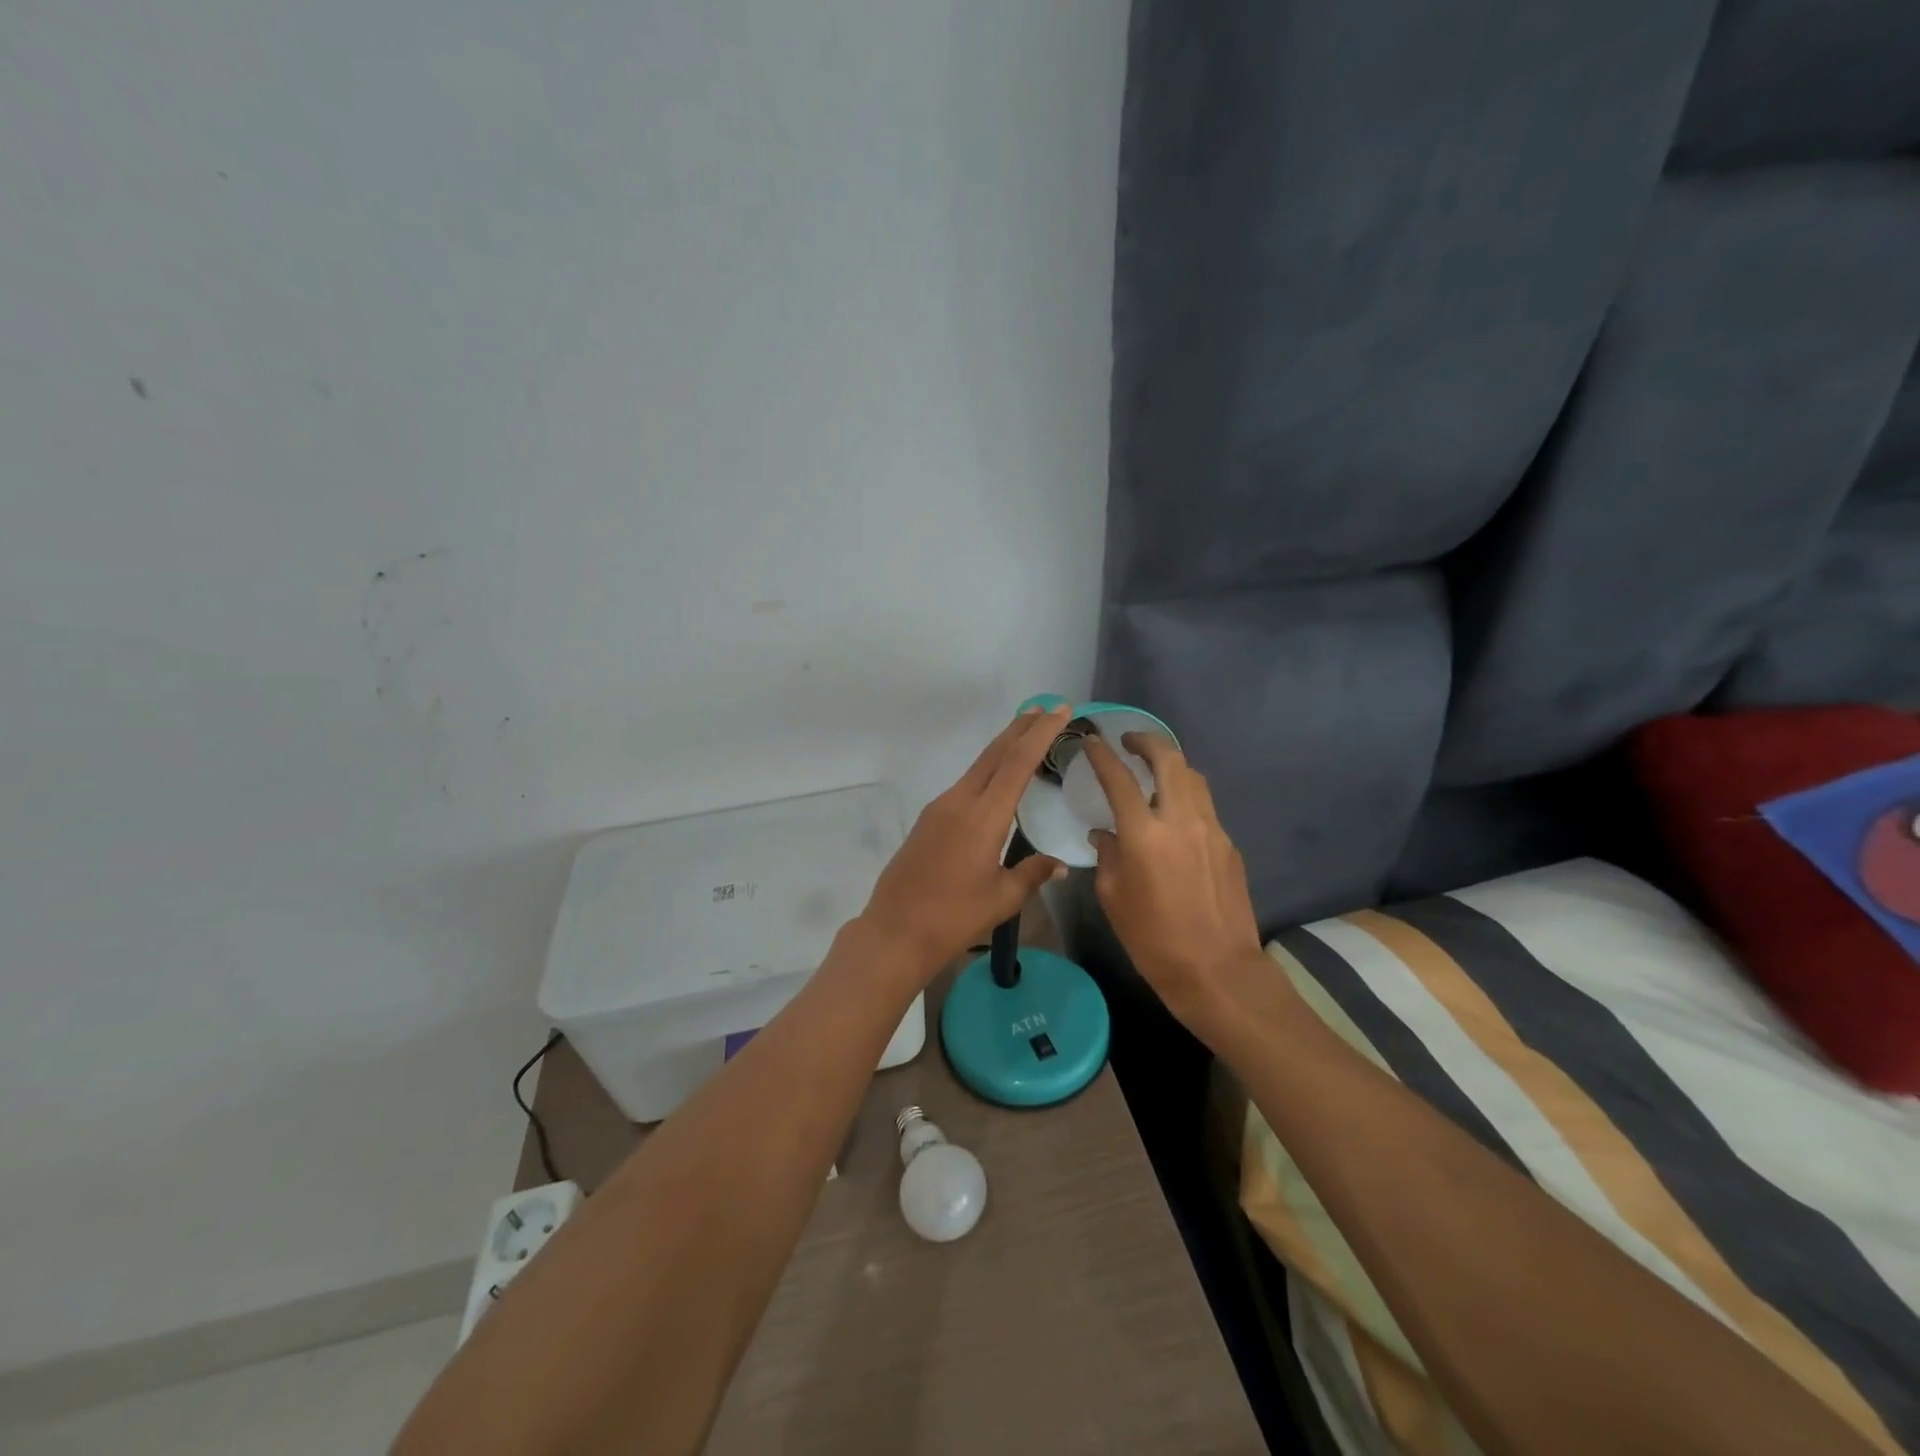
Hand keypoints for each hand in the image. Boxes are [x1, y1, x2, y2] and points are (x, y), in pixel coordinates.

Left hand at [860, 704, 1071, 974]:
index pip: (1017, 762)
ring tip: (1026, 736)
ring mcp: (940, 808)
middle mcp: (960, 801)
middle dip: (1021, 728)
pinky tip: (997, 781)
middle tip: (1046, 709)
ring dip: (1003, 748)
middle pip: (994, 754)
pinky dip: (987, 772)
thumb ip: (1033, 874)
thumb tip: (1059, 865)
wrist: (895, 931)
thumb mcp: (1002, 898)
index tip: (1059, 710)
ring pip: (978, 767)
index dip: (1041, 734)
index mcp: (983, 816)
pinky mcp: (929, 819)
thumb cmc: (954, 917)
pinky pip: (965, 785)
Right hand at [1084, 733, 1262, 1014]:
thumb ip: (1108, 857)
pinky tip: (1174, 817)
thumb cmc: (1154, 940)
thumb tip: (1106, 836)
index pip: (1119, 779)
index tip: (1091, 740)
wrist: (1218, 971)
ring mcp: (1211, 830)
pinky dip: (1186, 798)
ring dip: (1171, 765)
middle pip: (1169, 759)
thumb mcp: (1114, 899)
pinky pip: (1205, 807)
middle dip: (1147, 741)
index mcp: (1144, 834)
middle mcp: (1181, 820)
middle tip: (1130, 741)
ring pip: (1194, 778)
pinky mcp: (1229, 846)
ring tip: (1154, 772)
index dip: (1102, 755)